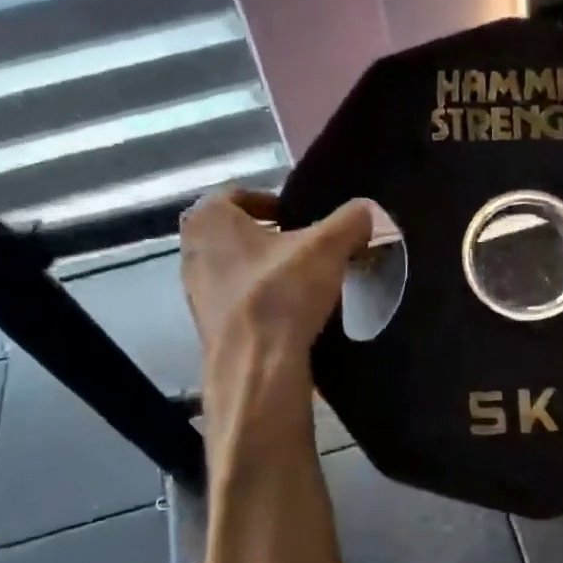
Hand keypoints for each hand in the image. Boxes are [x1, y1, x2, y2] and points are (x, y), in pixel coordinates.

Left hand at [179, 190, 373, 375]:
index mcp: (209, 218)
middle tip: (307, 244)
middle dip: (270, 235)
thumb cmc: (281, 293)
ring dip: (266, 268)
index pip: (239, 194)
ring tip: (303, 279)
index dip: (273, 201)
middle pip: (236, 231)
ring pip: (236, 266)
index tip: (301, 216)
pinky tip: (290, 311)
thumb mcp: (328, 248)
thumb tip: (370, 210)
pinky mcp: (207, 326)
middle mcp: (192, 250)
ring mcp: (195, 291)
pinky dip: (261, 298)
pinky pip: (238, 299)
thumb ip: (351, 221)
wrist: (255, 368)